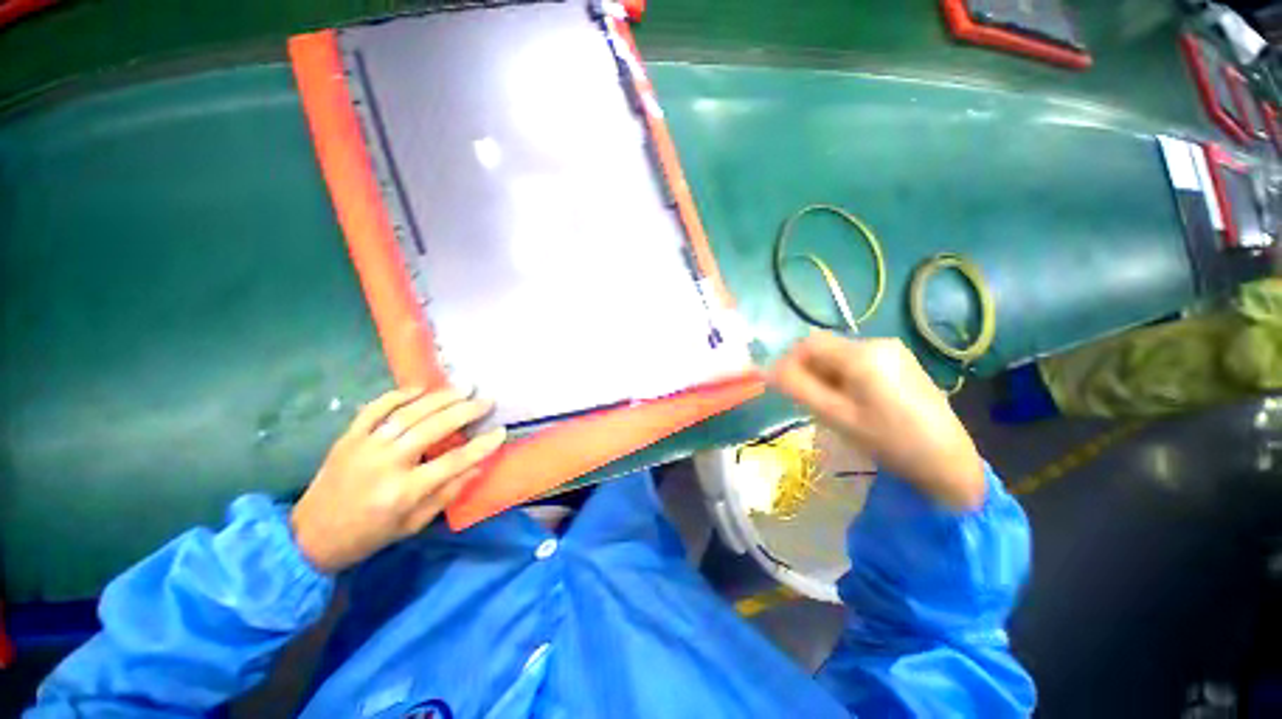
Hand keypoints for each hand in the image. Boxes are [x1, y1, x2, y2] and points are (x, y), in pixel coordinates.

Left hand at [290, 387, 506, 572]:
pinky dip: (397, 396)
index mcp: (403, 492)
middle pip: (432, 429)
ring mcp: (364, 447)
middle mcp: (385, 465)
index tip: (501, 432)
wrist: (310, 536)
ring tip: (463, 388)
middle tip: (486, 400)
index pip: (453, 463)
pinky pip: (374, 409)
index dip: (481, 446)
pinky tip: (420, 389)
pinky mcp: (348, 438)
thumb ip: (447, 494)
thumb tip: (477, 466)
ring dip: (439, 398)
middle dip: (465, 412)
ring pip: (407, 414)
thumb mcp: (413, 524)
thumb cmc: (369, 535)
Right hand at [768, 332, 986, 510]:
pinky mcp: (901, 362)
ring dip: (826, 376)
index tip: (784, 387)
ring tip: (833, 407)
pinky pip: (858, 362)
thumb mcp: (836, 416)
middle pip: (825, 348)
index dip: (789, 361)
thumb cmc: (889, 441)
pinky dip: (844, 378)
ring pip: (840, 356)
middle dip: (809, 371)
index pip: (809, 343)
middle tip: (810, 403)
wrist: (948, 462)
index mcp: (862, 354)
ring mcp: (893, 351)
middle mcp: (877, 343)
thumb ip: (798, 388)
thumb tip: (766, 370)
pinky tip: (854, 403)